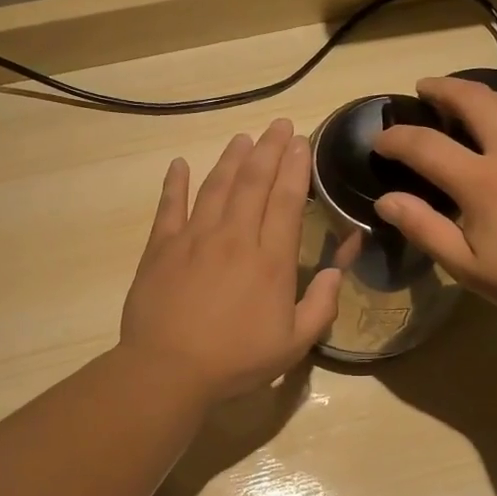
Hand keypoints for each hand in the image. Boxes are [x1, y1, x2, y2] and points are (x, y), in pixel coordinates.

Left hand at [120, 119, 341, 403]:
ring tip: (243, 138)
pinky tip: (180, 164)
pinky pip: (169, 207)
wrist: (168, 370)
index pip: (286, 200)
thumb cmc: (236, 360)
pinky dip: (175, 183)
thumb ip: (321, 305)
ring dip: (231, 159)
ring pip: (216, 186)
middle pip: (253, 183)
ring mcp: (194, 238)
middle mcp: (234, 237)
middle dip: (269, 149)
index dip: (295, 167)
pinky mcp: (161, 247)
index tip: (301, 141)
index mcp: (270, 259)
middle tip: (279, 125)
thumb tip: (336, 271)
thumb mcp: (293, 344)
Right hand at [371, 77, 496, 329]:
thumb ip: (424, 229)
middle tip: (423, 89)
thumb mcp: (468, 267)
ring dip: (478, 91)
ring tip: (462, 98)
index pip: (425, 145)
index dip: (395, 138)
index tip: (379, 139)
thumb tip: (385, 200)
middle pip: (472, 99)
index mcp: (482, 181)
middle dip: (441, 88)